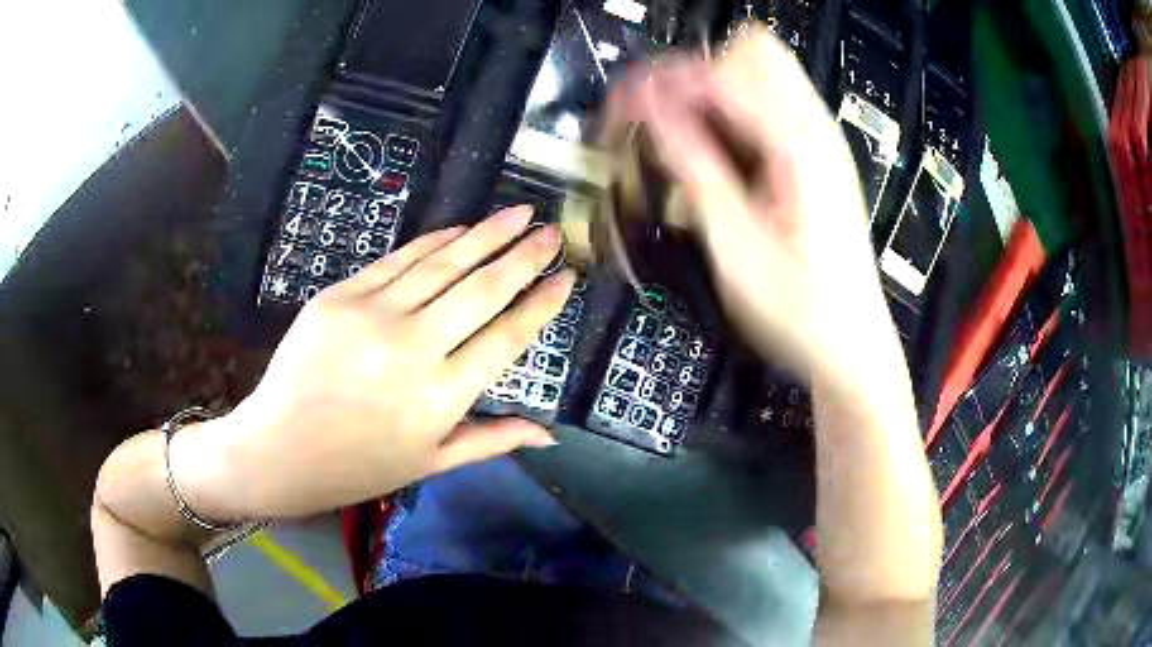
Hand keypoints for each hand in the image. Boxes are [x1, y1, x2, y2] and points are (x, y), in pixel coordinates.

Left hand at [217, 207, 573, 517]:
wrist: (279, 449)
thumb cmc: (357, 467)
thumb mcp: (430, 462)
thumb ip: (492, 439)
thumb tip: (549, 434)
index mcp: (441, 397)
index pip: (506, 336)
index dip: (541, 303)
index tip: (566, 277)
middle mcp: (413, 348)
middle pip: (482, 290)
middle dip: (523, 256)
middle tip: (550, 231)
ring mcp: (373, 315)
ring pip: (443, 264)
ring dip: (486, 235)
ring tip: (517, 214)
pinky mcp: (341, 296)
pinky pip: (397, 260)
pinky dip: (433, 242)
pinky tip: (460, 229)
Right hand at [606, 28, 899, 390]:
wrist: (851, 343)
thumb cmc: (802, 310)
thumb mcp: (737, 248)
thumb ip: (694, 167)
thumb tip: (650, 112)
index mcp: (799, 144)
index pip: (719, 72)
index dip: (662, 84)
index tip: (621, 111)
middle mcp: (815, 128)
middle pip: (750, 48)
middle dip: (694, 73)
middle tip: (660, 118)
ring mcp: (819, 139)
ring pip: (759, 69)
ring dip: (711, 90)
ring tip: (681, 136)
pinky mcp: (814, 155)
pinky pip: (766, 104)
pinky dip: (730, 112)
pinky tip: (715, 154)